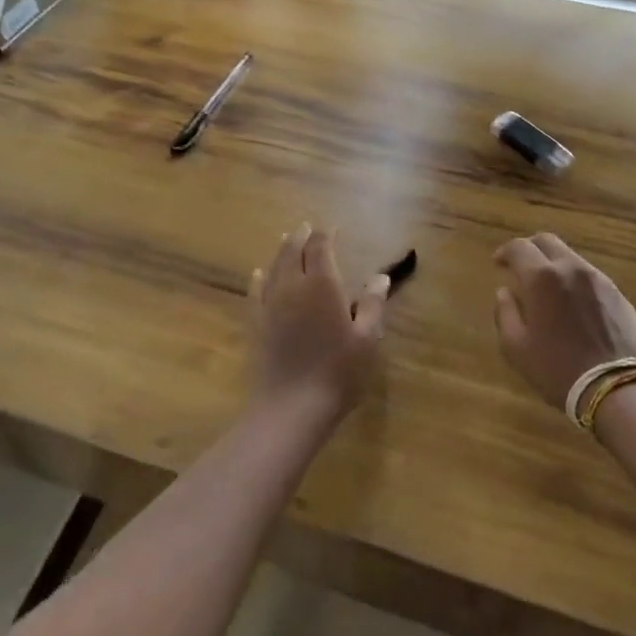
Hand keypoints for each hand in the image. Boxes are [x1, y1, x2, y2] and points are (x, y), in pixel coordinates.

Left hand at [248, 224, 388, 422]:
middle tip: (308, 228)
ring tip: (287, 240)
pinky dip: (259, 277)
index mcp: (323, 285)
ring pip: (274, 267)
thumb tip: (380, 278)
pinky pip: (255, 291)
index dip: (326, 235)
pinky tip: (258, 273)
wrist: (291, 407)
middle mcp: (293, 286)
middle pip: (294, 251)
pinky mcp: (256, 323)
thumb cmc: (337, 372)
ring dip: (282, 251)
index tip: (333, 229)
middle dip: (302, 236)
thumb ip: (373, 305)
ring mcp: (271, 304)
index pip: (320, 247)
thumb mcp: (367, 340)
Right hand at [493, 233, 635, 409]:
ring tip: (549, 288)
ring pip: (571, 257)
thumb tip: (504, 292)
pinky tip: (574, 305)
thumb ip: (505, 313)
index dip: (505, 252)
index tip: (498, 264)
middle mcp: (570, 268)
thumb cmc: (557, 369)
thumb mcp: (516, 347)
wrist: (616, 388)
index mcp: (541, 277)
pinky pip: (590, 277)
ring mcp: (598, 279)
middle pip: (547, 241)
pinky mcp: (618, 294)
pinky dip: (575, 281)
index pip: (518, 247)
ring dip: (554, 264)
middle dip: (530, 249)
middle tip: (522, 267)